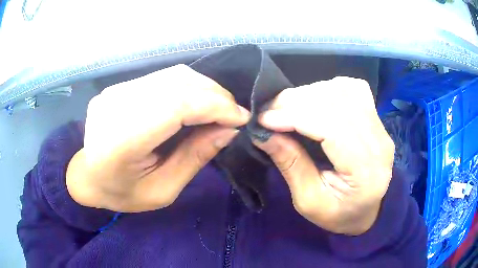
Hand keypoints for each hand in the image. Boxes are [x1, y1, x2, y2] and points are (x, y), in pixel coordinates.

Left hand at [66, 65, 249, 211]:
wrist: (87, 176)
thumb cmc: (122, 193)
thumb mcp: (163, 190)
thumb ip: (194, 158)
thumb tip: (229, 130)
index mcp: (120, 141)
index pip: (175, 105)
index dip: (214, 106)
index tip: (241, 118)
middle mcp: (115, 106)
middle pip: (176, 84)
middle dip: (215, 95)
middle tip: (234, 114)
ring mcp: (115, 91)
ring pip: (172, 75)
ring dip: (204, 88)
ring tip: (219, 108)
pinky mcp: (119, 86)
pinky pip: (162, 77)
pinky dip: (188, 87)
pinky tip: (197, 101)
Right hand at [254, 77, 394, 234]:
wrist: (366, 211)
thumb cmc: (338, 214)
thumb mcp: (308, 201)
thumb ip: (291, 165)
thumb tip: (264, 133)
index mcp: (365, 171)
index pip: (332, 127)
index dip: (295, 116)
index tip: (264, 118)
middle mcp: (379, 142)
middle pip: (338, 103)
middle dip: (297, 101)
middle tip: (270, 110)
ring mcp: (380, 127)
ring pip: (344, 90)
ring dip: (310, 93)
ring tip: (288, 106)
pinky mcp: (376, 118)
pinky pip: (353, 88)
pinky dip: (329, 88)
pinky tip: (316, 100)